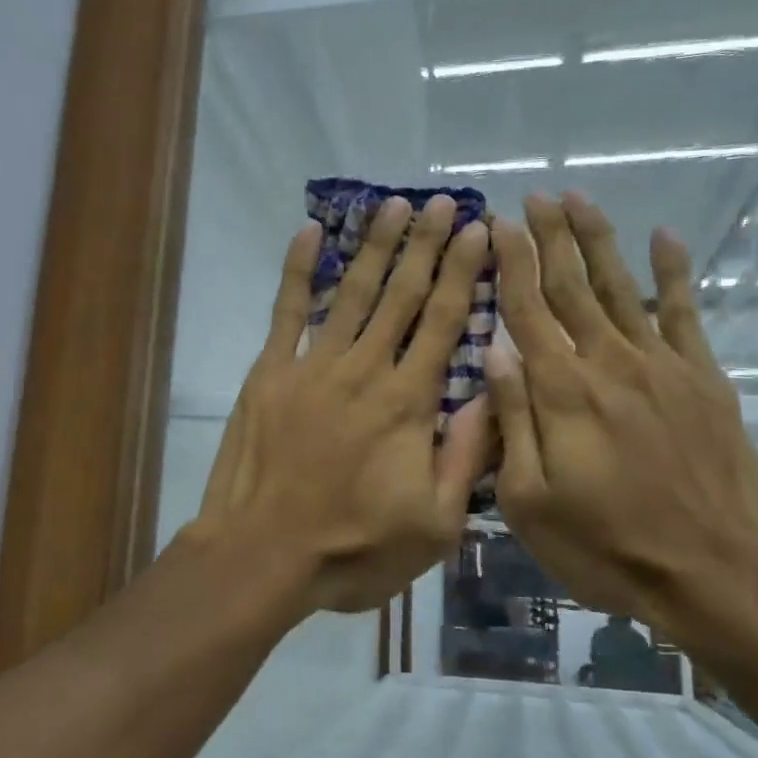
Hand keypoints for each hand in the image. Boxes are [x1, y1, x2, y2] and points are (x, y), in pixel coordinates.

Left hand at [193, 195, 491, 616]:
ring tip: (394, 205)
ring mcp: (313, 366)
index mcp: (408, 403)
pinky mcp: (269, 372)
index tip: (480, 231)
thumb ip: (466, 456)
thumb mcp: (434, 525)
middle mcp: (365, 370)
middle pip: (403, 295)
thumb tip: (494, 394)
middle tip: (445, 201)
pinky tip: (309, 232)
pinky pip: (286, 310)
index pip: (444, 322)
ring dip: (376, 246)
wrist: (262, 556)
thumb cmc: (353, 550)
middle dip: (427, 245)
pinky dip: (296, 269)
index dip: (464, 272)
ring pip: (352, 293)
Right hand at [485, 194, 757, 643]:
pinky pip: (685, 313)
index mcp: (561, 391)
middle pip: (572, 286)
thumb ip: (512, 420)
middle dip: (550, 237)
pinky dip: (675, 273)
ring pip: (622, 287)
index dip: (511, 262)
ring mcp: (662, 366)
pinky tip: (666, 238)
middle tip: (535, 195)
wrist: (712, 573)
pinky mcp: (703, 379)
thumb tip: (495, 351)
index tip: (499, 223)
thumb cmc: (605, 545)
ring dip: (598, 240)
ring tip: (579, 199)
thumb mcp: (529, 501)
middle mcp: (608, 362)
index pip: (528, 309)